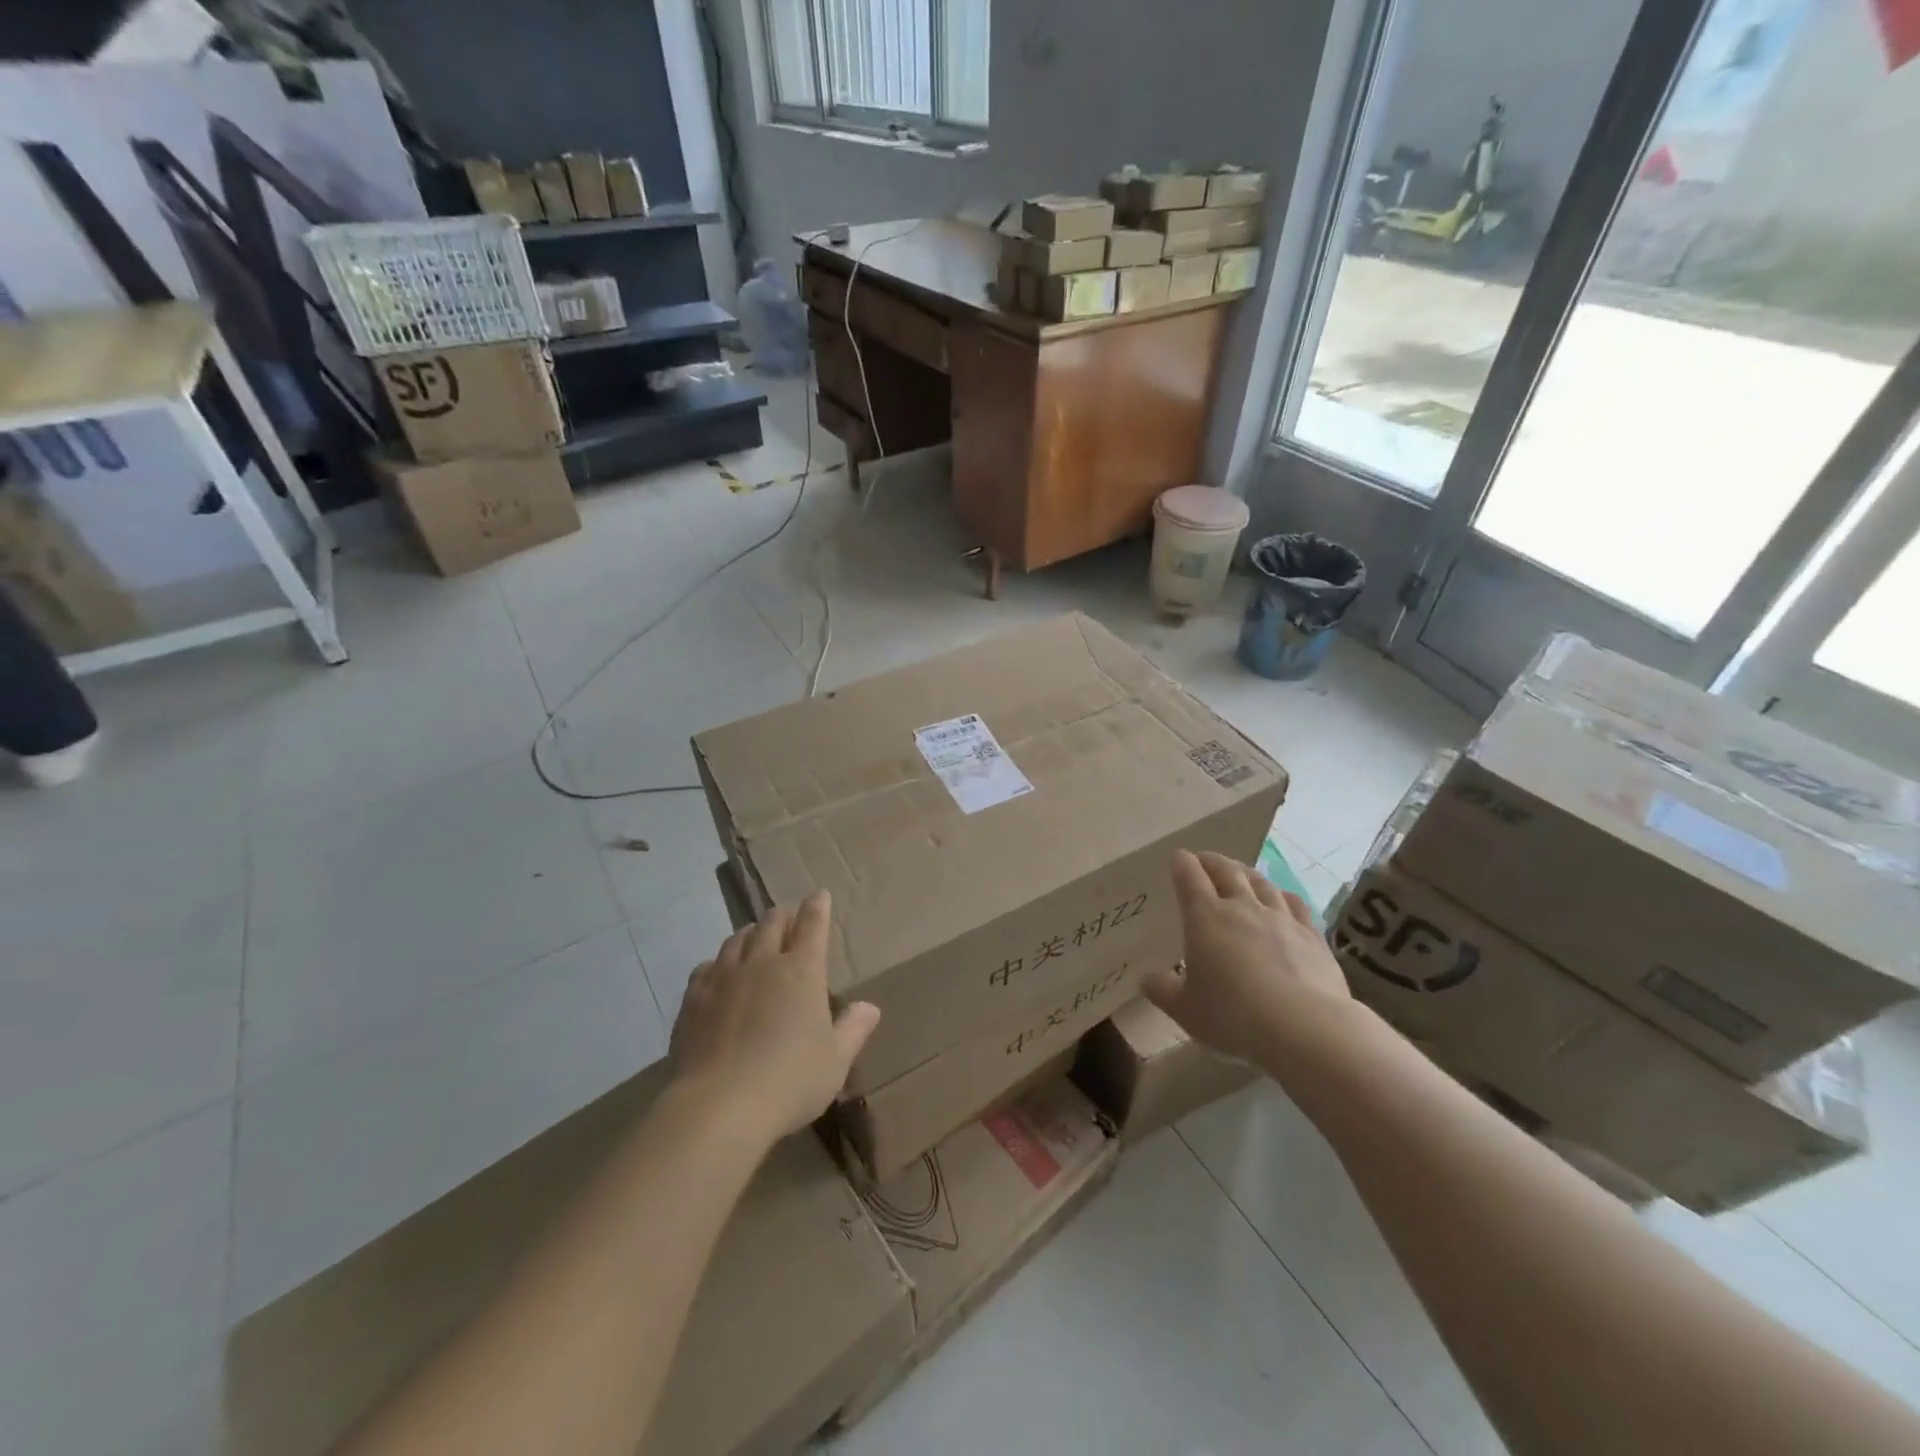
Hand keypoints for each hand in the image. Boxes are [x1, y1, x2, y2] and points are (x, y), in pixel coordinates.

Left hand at [669, 891, 879, 1142]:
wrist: (718, 1106)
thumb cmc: (789, 1081)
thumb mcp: (835, 1061)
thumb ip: (853, 1030)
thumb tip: (870, 1007)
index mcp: (802, 971)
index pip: (812, 925)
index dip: (817, 907)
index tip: (819, 895)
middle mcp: (762, 962)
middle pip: (772, 923)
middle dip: (784, 915)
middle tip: (789, 916)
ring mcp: (724, 977)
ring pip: (738, 938)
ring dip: (751, 933)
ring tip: (755, 937)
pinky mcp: (694, 997)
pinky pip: (708, 965)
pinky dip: (720, 962)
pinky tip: (719, 973)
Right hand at [1143, 849, 1350, 1063]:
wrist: (1305, 1028)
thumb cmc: (1233, 1016)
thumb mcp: (1185, 1010)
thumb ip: (1163, 991)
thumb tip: (1148, 979)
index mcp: (1205, 918)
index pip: (1189, 877)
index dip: (1182, 864)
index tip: (1178, 857)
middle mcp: (1242, 907)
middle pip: (1226, 871)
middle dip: (1212, 862)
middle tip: (1204, 859)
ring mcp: (1280, 918)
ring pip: (1261, 883)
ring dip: (1246, 873)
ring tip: (1240, 872)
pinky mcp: (1312, 935)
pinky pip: (1295, 904)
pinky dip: (1283, 895)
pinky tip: (1283, 898)